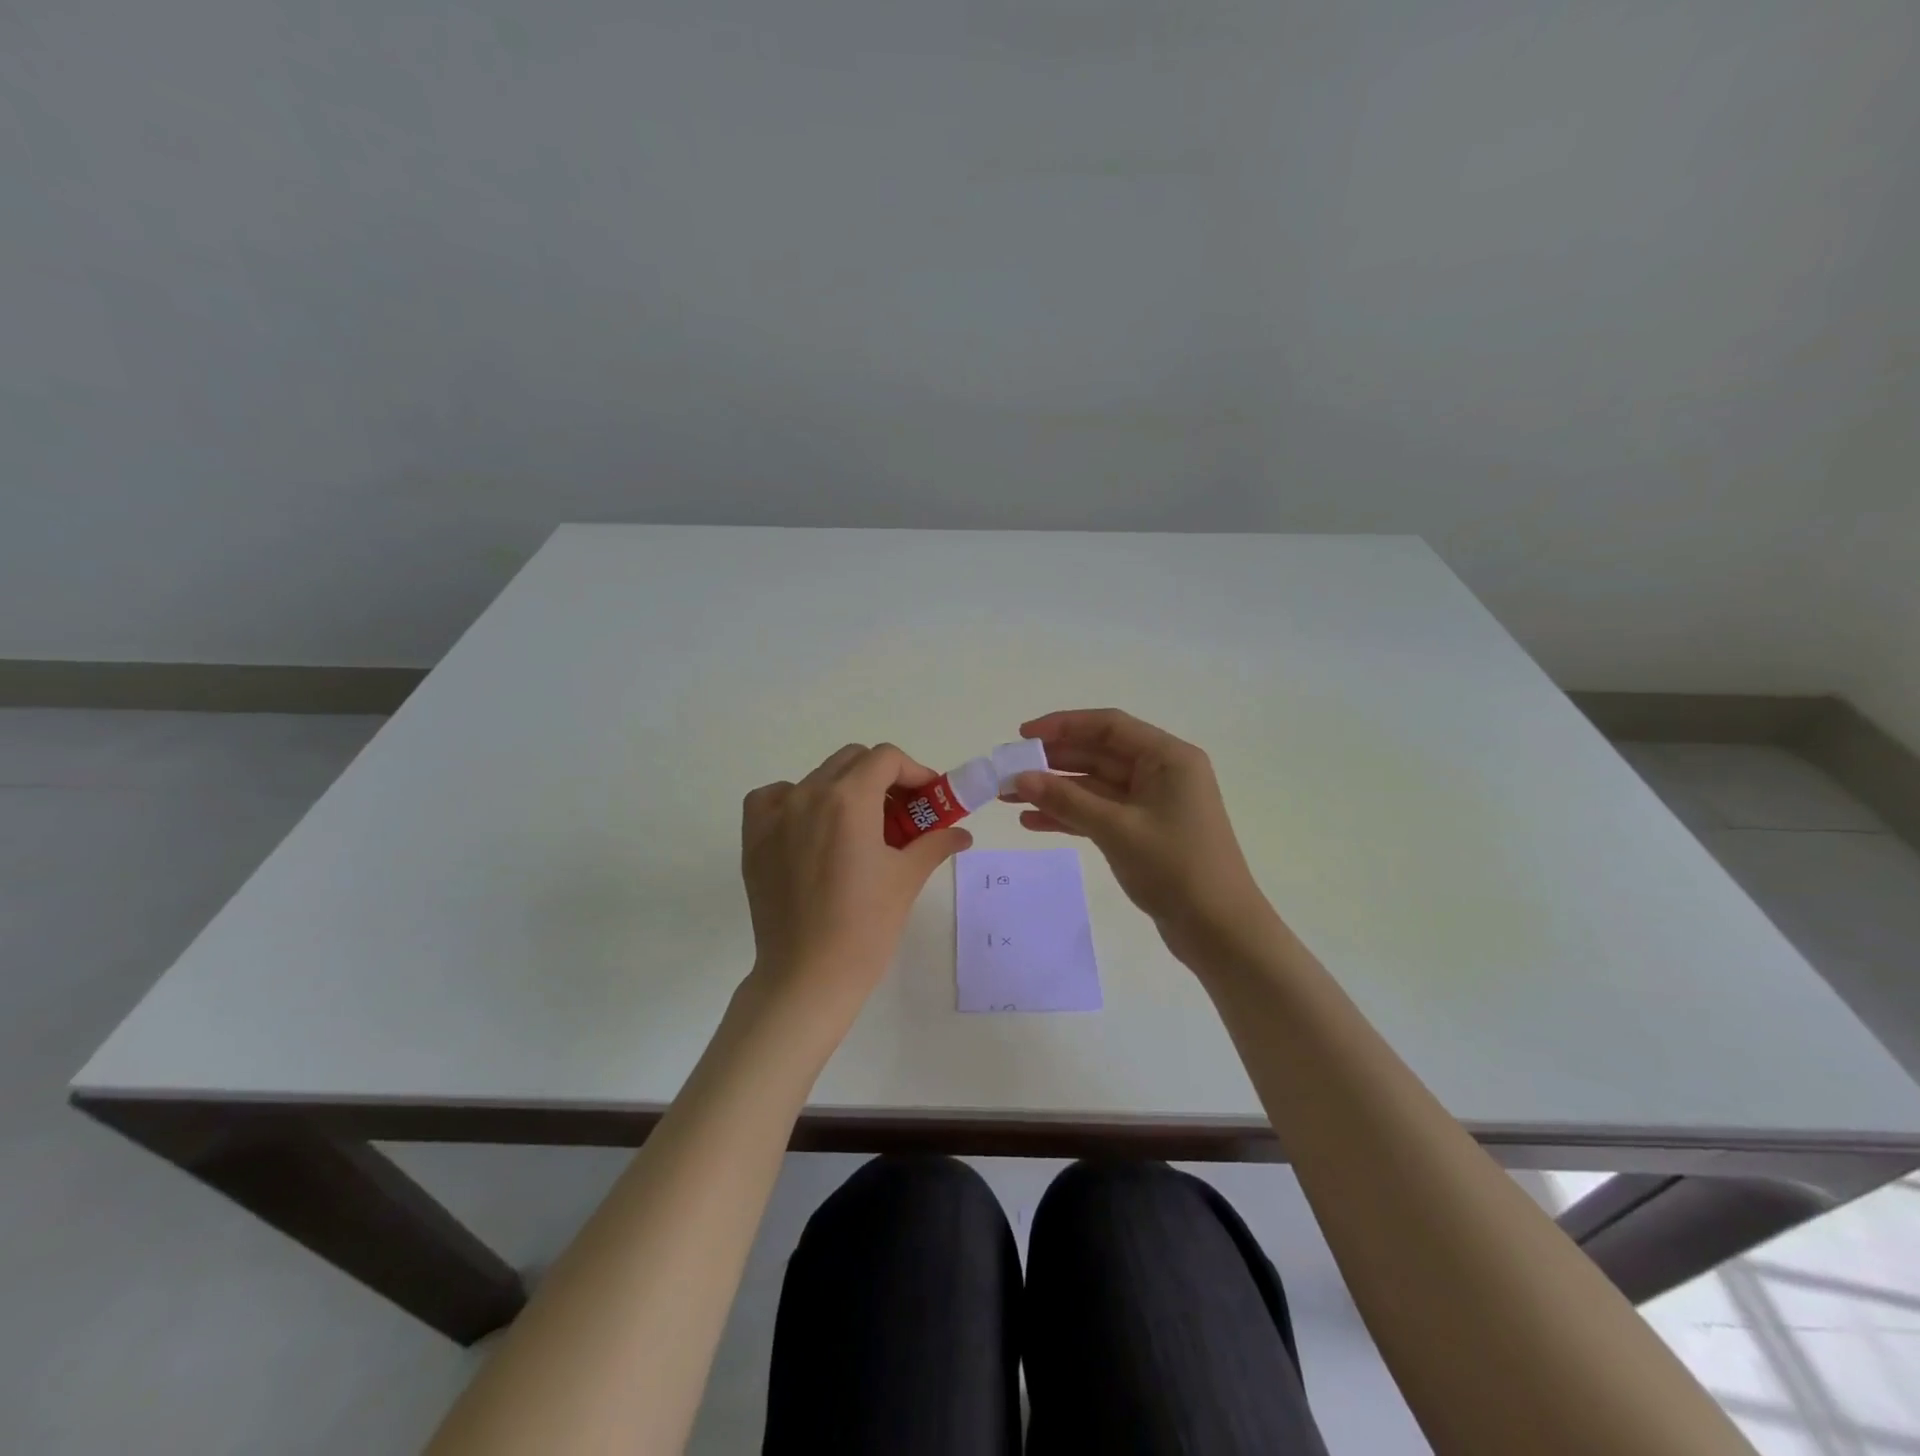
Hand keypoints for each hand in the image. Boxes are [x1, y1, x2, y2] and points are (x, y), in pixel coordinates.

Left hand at [741, 743, 971, 1019]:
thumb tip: (962, 833)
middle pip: (852, 760)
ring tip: (859, 828)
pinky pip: (773, 798)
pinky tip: (810, 828)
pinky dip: (795, 801)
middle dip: (882, 778)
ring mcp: (775, 814)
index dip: (913, 772)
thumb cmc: (866, 926)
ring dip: (844, 790)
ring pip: (816, 777)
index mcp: (849, 799)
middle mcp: (808, 794)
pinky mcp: (754, 837)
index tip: (927, 800)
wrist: (808, 976)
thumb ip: (935, 842)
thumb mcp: (906, 878)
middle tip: (900, 814)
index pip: (886, 758)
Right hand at [1004, 709, 1276, 967]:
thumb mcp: (1116, 829)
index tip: (1023, 736)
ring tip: (1009, 798)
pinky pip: (1100, 812)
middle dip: (1053, 762)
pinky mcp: (1144, 832)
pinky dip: (1070, 815)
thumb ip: (1066, 800)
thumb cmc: (1175, 868)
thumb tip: (1019, 778)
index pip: (1109, 726)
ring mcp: (1153, 804)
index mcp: (1168, 758)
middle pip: (1099, 754)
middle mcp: (1162, 773)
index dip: (1063, 725)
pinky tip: (1033, 822)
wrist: (1219, 930)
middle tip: (1008, 770)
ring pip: (1095, 786)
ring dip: (1055, 790)